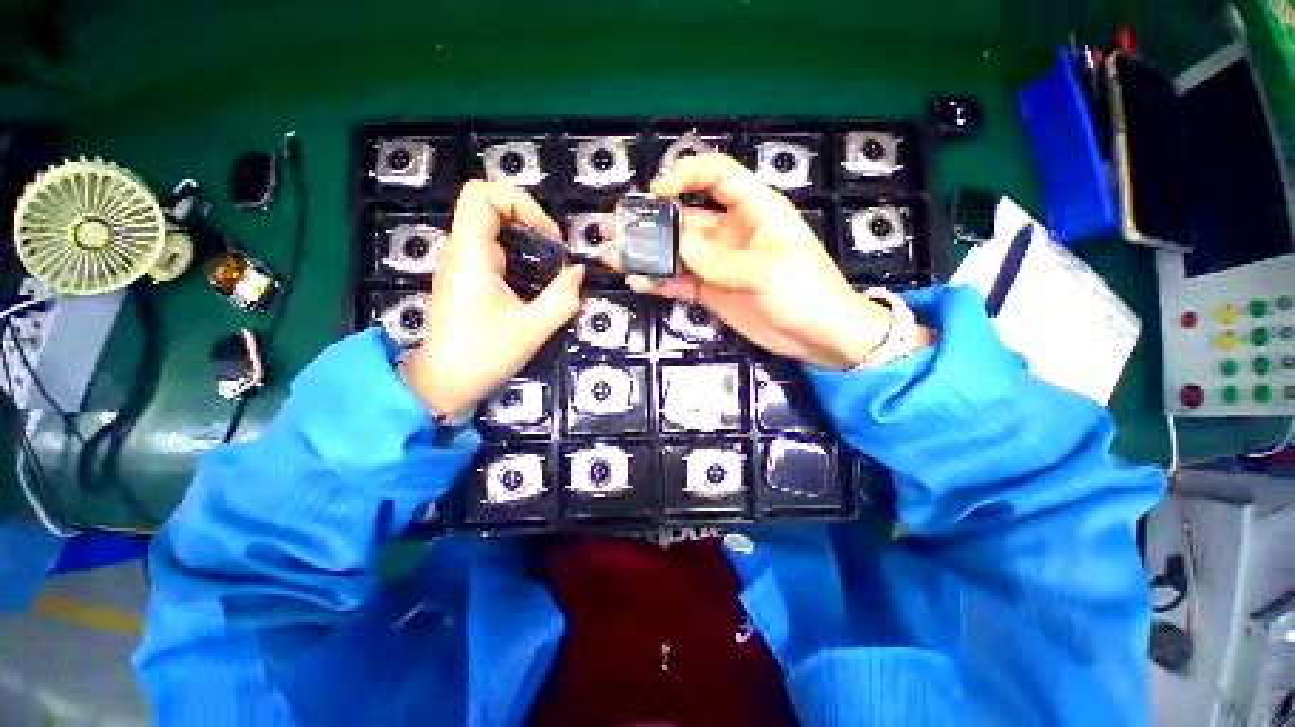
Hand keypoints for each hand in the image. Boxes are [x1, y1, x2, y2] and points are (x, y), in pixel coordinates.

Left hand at [405, 181, 583, 416]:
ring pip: (491, 226)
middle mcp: (461, 251)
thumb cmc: (485, 356)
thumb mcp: (533, 329)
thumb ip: (562, 299)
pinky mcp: (465, 276)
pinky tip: (535, 279)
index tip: (547, 236)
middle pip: (489, 205)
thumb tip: (577, 273)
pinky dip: (518, 254)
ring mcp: (461, 263)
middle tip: (555, 252)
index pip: (482, 194)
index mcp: (471, 256)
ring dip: (526, 238)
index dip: (519, 202)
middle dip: (529, 220)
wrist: (444, 382)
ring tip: (550, 265)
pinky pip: (491, 247)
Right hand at [602, 154, 893, 369]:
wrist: (818, 336)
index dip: (684, 176)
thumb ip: (719, 258)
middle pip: (685, 218)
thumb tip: (678, 244)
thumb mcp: (767, 269)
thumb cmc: (805, 292)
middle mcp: (730, 232)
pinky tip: (639, 282)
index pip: (716, 177)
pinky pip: (681, 282)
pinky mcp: (711, 290)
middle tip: (614, 228)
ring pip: (677, 253)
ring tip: (615, 257)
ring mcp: (718, 264)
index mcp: (753, 210)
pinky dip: (660, 282)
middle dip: (650, 222)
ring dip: (647, 254)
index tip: (656, 193)